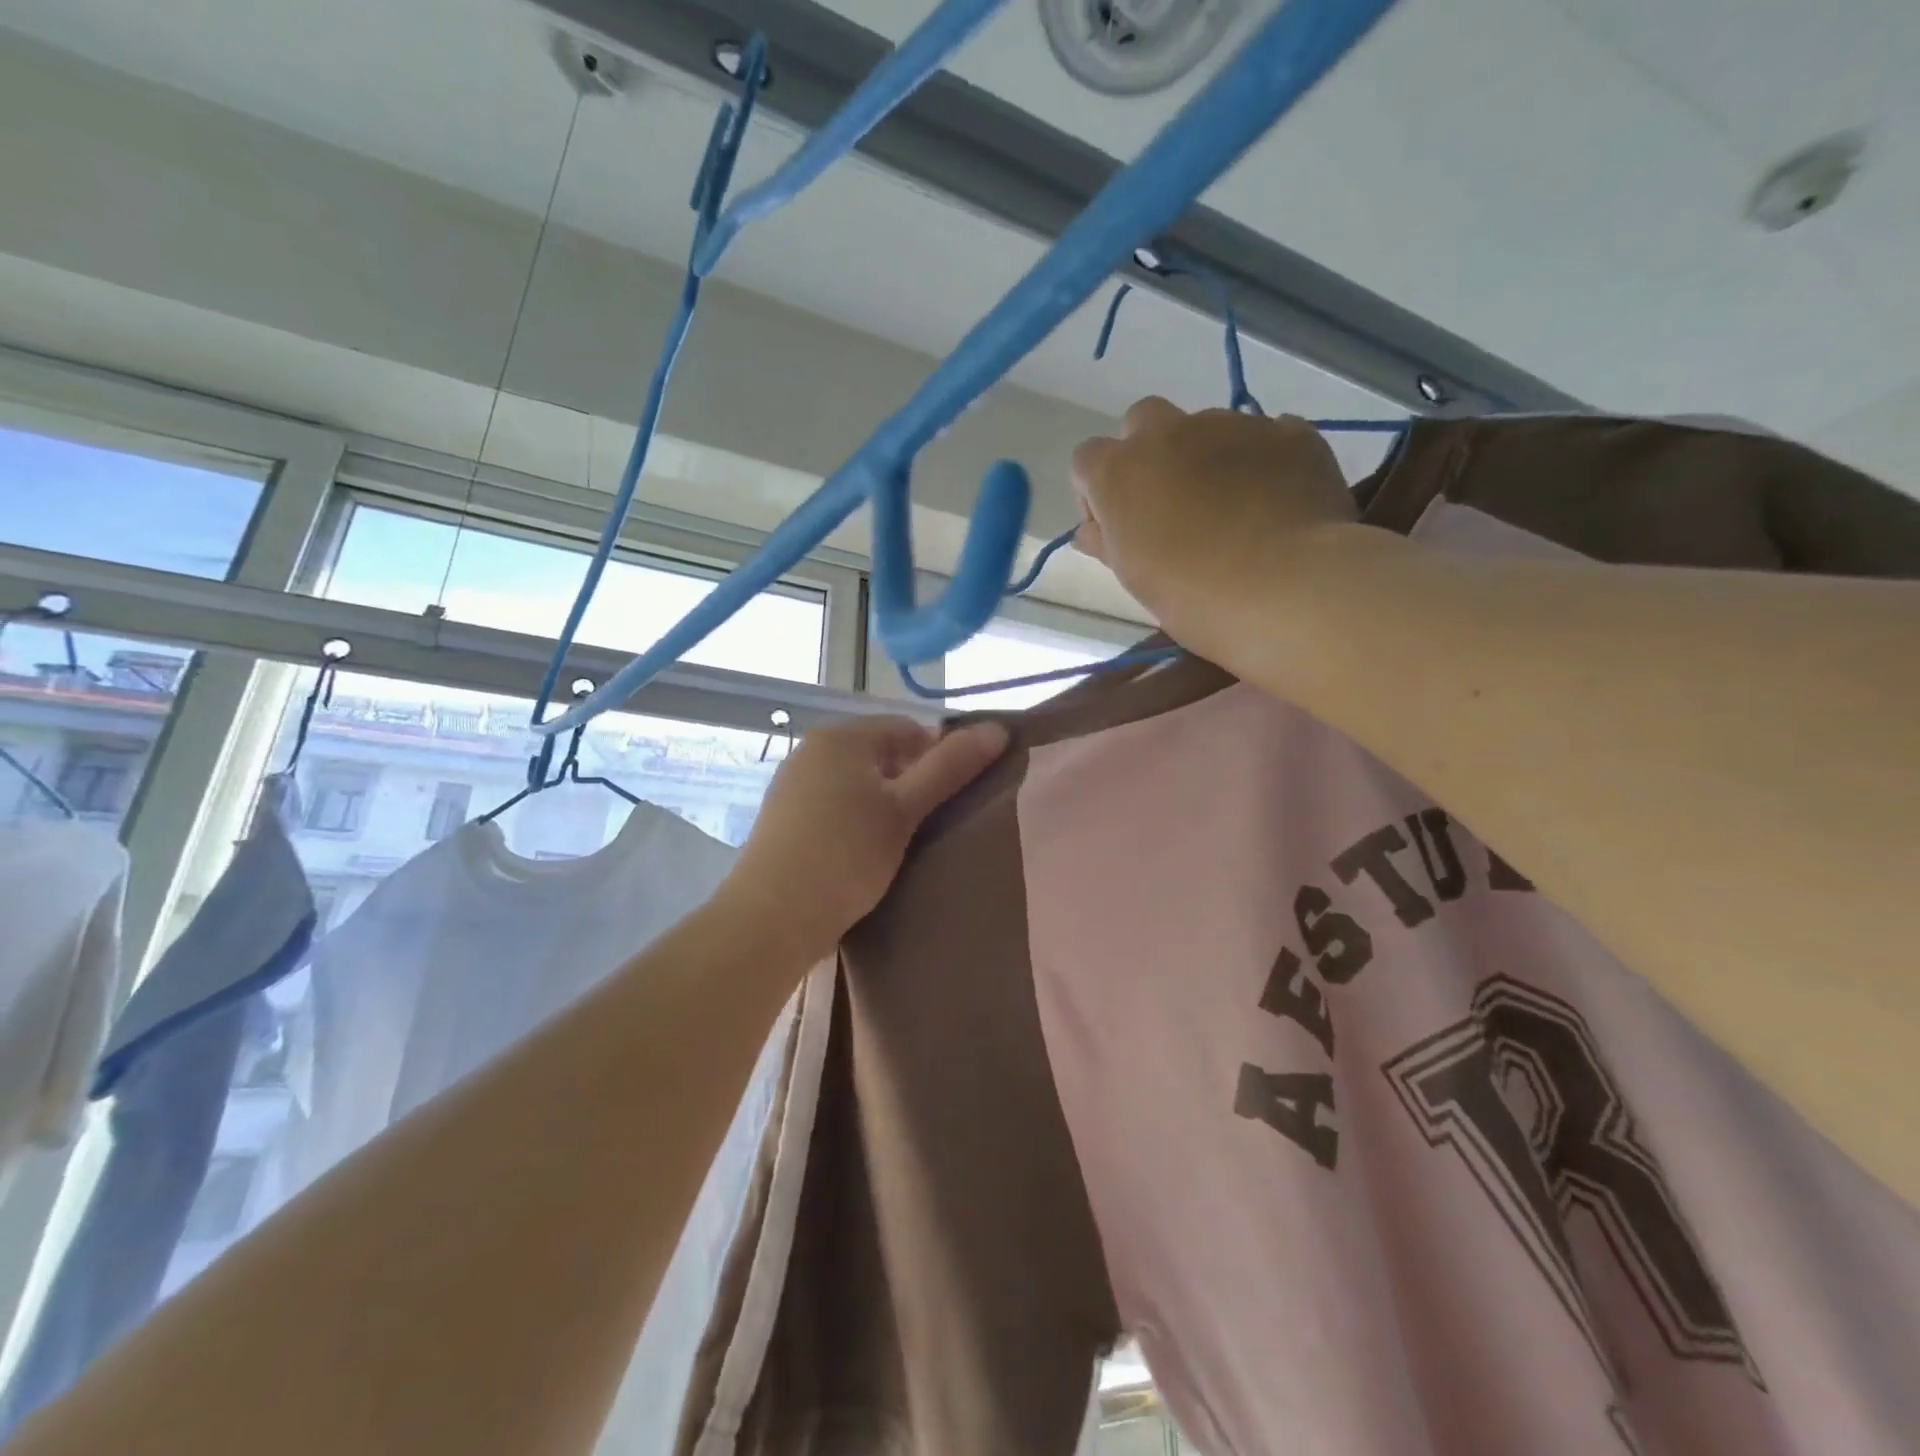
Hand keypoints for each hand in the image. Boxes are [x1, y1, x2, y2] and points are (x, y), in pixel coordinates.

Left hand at [727, 716, 1008, 958]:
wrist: (769, 919)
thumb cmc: (845, 856)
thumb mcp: (905, 811)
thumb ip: (950, 768)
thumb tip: (998, 729)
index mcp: (842, 736)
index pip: (909, 729)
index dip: (939, 759)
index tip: (951, 802)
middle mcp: (812, 749)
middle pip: (881, 754)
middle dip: (910, 784)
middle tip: (929, 827)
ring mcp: (792, 784)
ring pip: (857, 783)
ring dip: (883, 805)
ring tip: (900, 845)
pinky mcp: (783, 818)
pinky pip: (833, 805)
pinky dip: (855, 821)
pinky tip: (862, 854)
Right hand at [1071, 396, 1356, 654]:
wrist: (1288, 588)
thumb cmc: (1193, 595)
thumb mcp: (1134, 577)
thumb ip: (1107, 542)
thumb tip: (1092, 531)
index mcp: (1120, 471)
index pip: (1088, 459)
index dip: (1097, 491)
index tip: (1117, 526)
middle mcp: (1170, 432)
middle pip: (1144, 421)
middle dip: (1149, 454)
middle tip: (1170, 505)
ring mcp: (1233, 425)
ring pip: (1207, 428)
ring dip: (1206, 458)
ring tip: (1232, 510)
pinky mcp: (1288, 433)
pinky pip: (1264, 436)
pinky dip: (1260, 462)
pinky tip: (1273, 502)